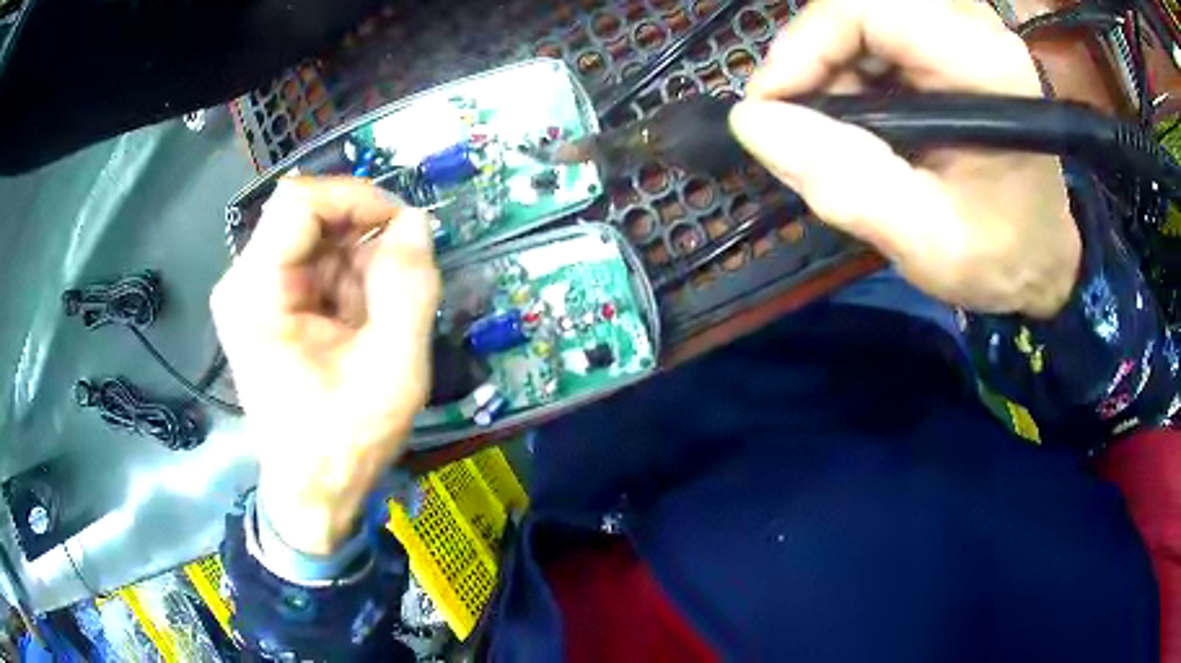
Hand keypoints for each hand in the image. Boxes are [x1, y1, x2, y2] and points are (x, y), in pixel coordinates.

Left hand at [211, 178, 440, 554]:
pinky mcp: (267, 302)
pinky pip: (316, 263)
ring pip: (318, 237)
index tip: (404, 229)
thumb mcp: (393, 372)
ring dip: (361, 263)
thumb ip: (409, 290)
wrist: (312, 490)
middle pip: (309, 216)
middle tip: (401, 282)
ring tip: (379, 318)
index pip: (300, 201)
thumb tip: (417, 222)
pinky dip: (350, 280)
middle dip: (364, 239)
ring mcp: (253, 291)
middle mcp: (244, 281)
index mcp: (257, 294)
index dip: (357, 198)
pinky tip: (362, 323)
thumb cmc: (344, 443)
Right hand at [729, 0, 1079, 317]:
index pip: (867, 10)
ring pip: (864, 14)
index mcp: (985, 70)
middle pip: (861, 6)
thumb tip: (753, 122)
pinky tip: (866, 116)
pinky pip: (879, 29)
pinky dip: (853, 69)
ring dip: (835, 66)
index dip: (804, 46)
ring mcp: (967, 30)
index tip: (772, 107)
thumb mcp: (924, 240)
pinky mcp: (954, 39)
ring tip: (843, 130)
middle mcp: (978, 31)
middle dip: (818, 60)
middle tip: (807, 124)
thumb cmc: (999, 258)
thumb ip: (844, 182)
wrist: (1040, 256)